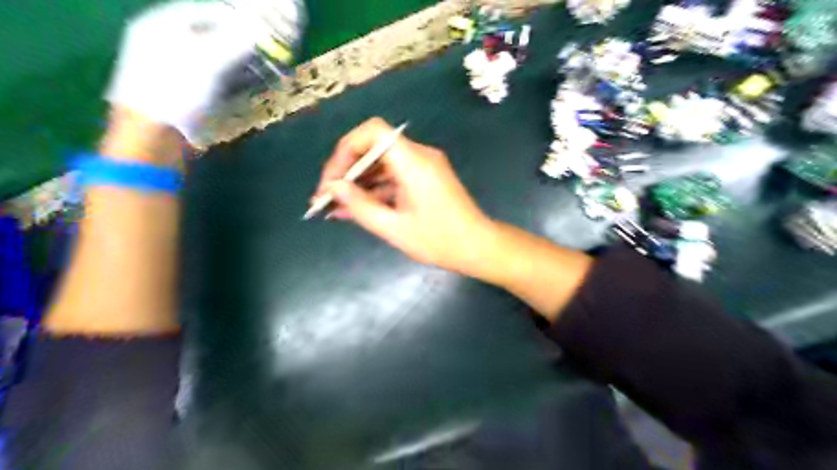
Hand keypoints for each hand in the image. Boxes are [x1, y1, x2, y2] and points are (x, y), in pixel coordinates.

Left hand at [106, 0, 260, 139]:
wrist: (153, 135)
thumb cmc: (177, 91)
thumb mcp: (208, 62)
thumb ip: (233, 42)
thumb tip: (256, 29)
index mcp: (159, 25)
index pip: (199, 10)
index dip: (229, 17)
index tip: (256, 26)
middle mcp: (159, 42)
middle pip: (203, 33)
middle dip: (233, 40)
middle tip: (259, 48)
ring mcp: (166, 68)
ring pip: (205, 56)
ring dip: (231, 61)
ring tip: (255, 68)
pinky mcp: (175, 91)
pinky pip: (204, 76)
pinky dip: (224, 78)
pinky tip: (239, 86)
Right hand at [313, 118, 494, 279]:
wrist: (478, 247)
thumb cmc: (439, 240)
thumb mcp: (394, 227)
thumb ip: (360, 205)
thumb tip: (333, 188)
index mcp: (413, 161)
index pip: (373, 132)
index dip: (346, 150)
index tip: (333, 179)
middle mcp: (419, 155)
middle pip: (374, 148)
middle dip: (347, 171)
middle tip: (326, 197)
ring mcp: (423, 166)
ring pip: (382, 164)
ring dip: (359, 183)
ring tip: (335, 207)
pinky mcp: (425, 179)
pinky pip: (394, 177)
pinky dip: (375, 190)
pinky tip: (355, 209)